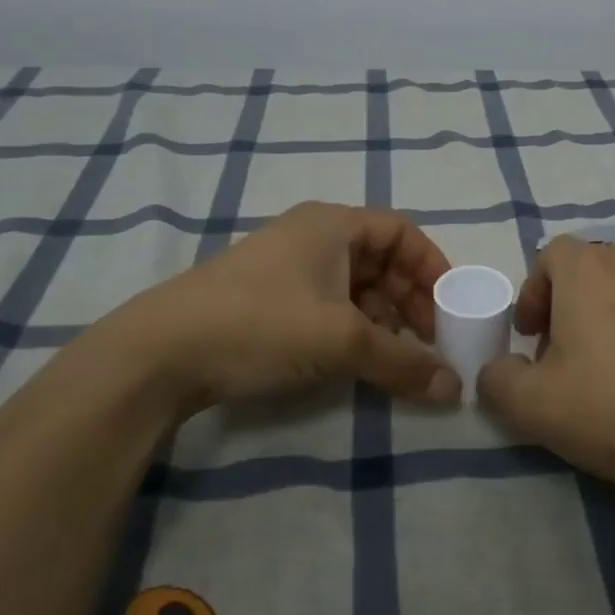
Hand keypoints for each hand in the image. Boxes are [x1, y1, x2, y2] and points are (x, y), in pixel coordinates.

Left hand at [98, 202, 459, 413]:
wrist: (159, 353)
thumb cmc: (261, 324)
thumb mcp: (341, 341)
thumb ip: (403, 363)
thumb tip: (455, 390)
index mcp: (333, 224)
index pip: (402, 231)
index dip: (432, 266)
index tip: (451, 307)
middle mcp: (311, 235)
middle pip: (380, 258)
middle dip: (410, 298)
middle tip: (427, 340)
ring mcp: (285, 266)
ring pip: (354, 284)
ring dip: (382, 317)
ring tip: (393, 355)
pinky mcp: (266, 298)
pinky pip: (326, 303)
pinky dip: (351, 327)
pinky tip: (354, 359)